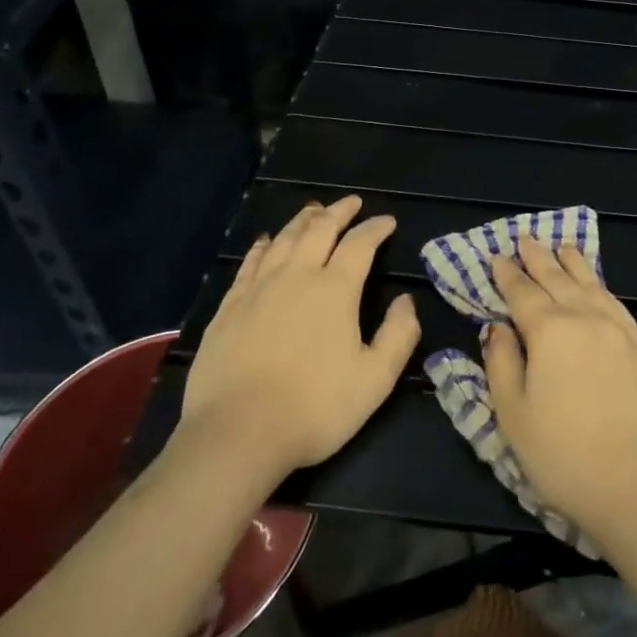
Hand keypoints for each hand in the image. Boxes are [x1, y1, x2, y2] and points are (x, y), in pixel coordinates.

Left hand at [174, 196, 418, 483]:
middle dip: (340, 211)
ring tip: (314, 210)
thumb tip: (406, 301)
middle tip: (352, 202)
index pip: (360, 243)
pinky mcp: (230, 306)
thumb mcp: (375, 380)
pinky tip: (266, 241)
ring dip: (303, 220)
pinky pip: (250, 262)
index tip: (387, 221)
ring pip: (285, 239)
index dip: (376, 228)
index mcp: (335, 289)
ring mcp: (259, 288)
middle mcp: (297, 275)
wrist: (236, 434)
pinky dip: (264, 245)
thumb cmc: (314, 408)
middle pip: (320, 229)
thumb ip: (398, 335)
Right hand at [482, 238, 636, 541]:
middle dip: (539, 258)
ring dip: (573, 264)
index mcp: (549, 331)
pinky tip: (598, 286)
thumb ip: (501, 364)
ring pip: (591, 285)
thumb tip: (497, 327)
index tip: (497, 256)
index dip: (508, 274)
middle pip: (557, 279)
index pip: (523, 293)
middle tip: (526, 238)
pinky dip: (602, 287)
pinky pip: (616, 304)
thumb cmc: (566, 456)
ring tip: (563, 247)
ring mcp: (619, 332)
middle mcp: (585, 319)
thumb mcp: (514, 416)